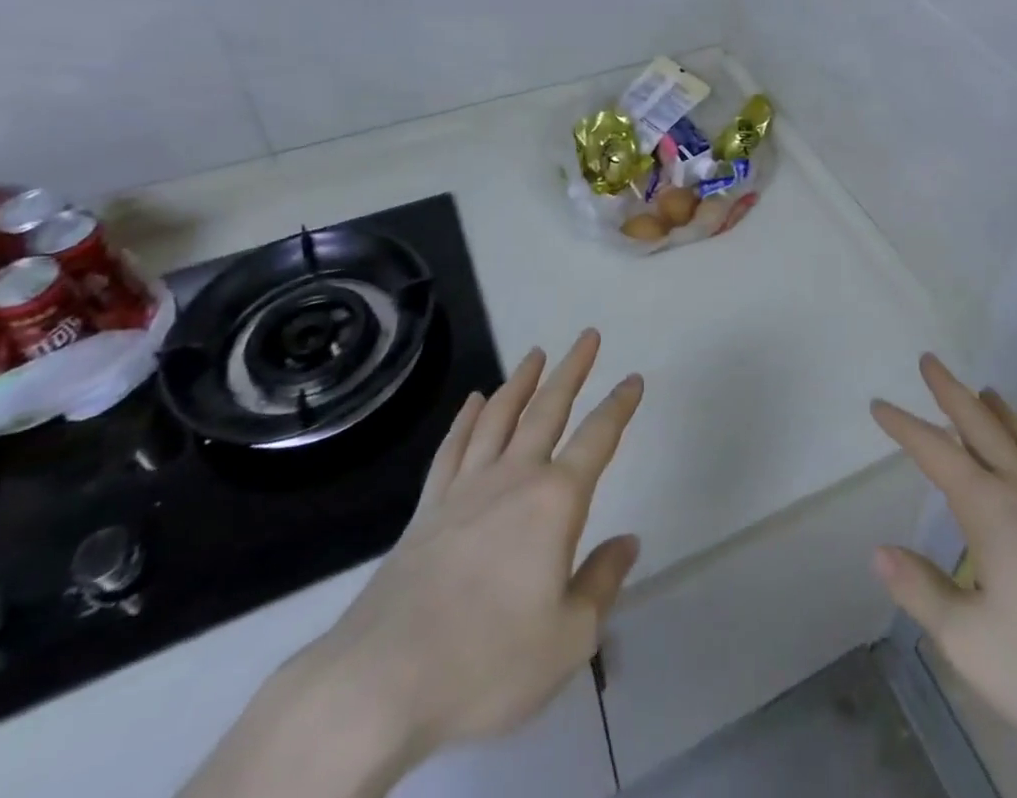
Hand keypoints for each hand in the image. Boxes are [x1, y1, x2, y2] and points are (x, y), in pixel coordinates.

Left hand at [183, 329, 642, 797]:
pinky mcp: (429, 507)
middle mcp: (513, 478)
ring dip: (521, 381)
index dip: (619, 406)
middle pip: (548, 409)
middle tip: (587, 336)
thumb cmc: (488, 661)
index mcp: (555, 502)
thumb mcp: (569, 638)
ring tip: (536, 354)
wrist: (382, 681)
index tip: (634, 379)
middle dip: (572, 370)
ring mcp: (466, 487)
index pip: (597, 439)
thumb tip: (628, 541)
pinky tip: (473, 401)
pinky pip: (453, 447)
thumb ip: (602, 583)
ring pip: (499, 416)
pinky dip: (466, 418)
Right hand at [871, 355, 1016, 797]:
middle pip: (983, 429)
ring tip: (986, 390)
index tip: (878, 403)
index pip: (936, 454)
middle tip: (931, 360)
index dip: (904, 427)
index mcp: (993, 511)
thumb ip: (924, 594)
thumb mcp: (975, 645)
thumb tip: (879, 551)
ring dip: (998, 413)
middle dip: (951, 393)